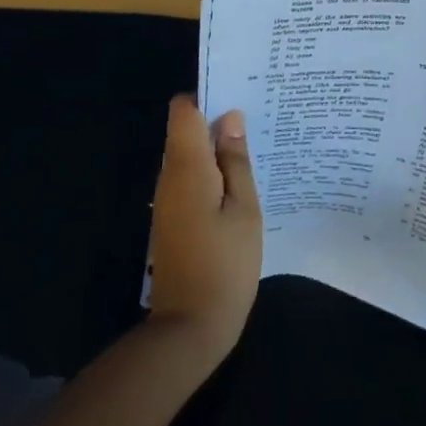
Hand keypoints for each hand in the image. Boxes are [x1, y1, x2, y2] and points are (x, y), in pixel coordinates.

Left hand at [145, 96, 263, 362]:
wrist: (190, 326)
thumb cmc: (226, 265)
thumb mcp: (245, 210)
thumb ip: (236, 162)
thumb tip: (230, 119)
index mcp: (187, 167)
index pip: (183, 111)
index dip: (207, 99)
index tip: (240, 99)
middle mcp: (169, 177)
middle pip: (185, 132)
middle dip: (217, 125)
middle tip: (259, 127)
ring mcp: (166, 200)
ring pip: (188, 157)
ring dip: (216, 152)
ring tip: (255, 155)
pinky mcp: (171, 219)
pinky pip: (189, 181)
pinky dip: (211, 176)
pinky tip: (239, 188)